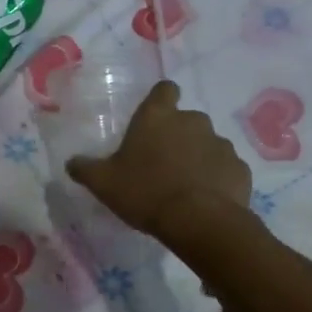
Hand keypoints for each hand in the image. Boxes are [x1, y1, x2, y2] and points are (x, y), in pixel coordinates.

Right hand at [67, 80, 251, 242]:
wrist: (200, 221)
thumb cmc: (146, 192)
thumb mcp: (104, 183)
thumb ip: (85, 169)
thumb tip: (71, 162)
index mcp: (158, 117)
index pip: (164, 90)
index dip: (160, 100)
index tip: (154, 118)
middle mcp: (193, 121)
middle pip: (186, 120)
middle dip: (177, 136)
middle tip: (162, 163)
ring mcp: (221, 143)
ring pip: (207, 145)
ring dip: (198, 158)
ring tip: (185, 186)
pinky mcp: (240, 168)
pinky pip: (225, 169)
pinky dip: (216, 179)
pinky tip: (205, 200)